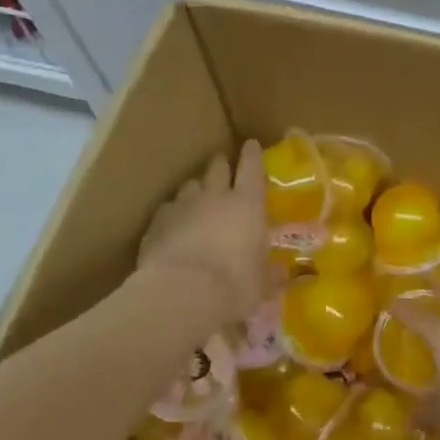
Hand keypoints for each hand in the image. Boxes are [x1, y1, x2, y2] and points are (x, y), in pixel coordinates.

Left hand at [137, 140, 272, 325]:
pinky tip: (172, 225)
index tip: (251, 144)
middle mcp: (215, 196)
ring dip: (196, 189)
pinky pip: (166, 210)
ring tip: (198, 198)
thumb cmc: (234, 284)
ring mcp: (182, 207)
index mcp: (248, 203)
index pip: (252, 167)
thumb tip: (283, 273)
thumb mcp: (262, 284)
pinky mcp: (155, 224)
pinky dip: (172, 214)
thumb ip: (271, 274)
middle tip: (223, 167)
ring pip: (189, 185)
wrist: (180, 294)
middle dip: (221, 164)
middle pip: (217, 167)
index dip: (252, 154)